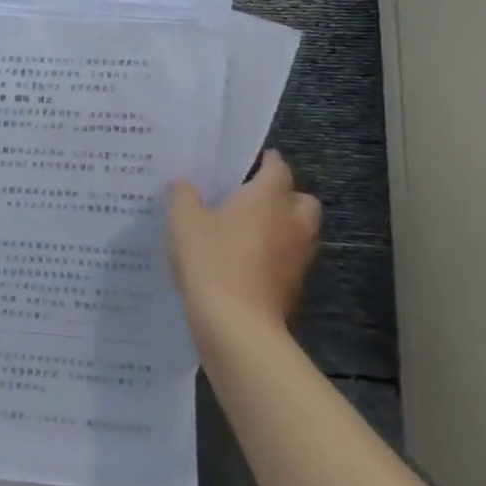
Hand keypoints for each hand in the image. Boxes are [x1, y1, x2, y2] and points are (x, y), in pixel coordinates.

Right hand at [167, 150, 320, 337]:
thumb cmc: (211, 259)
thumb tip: (185, 184)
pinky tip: (246, 261)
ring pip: (299, 232)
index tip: (252, 160)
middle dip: (285, 195)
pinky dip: (275, 256)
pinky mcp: (294, 288)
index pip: (278, 168)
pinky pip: (289, 260)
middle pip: (302, 199)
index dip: (267, 160)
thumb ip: (184, 195)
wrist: (237, 325)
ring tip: (248, 229)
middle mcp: (292, 223)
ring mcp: (297, 258)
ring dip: (282, 227)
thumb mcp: (183, 220)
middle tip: (253, 197)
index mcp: (268, 198)